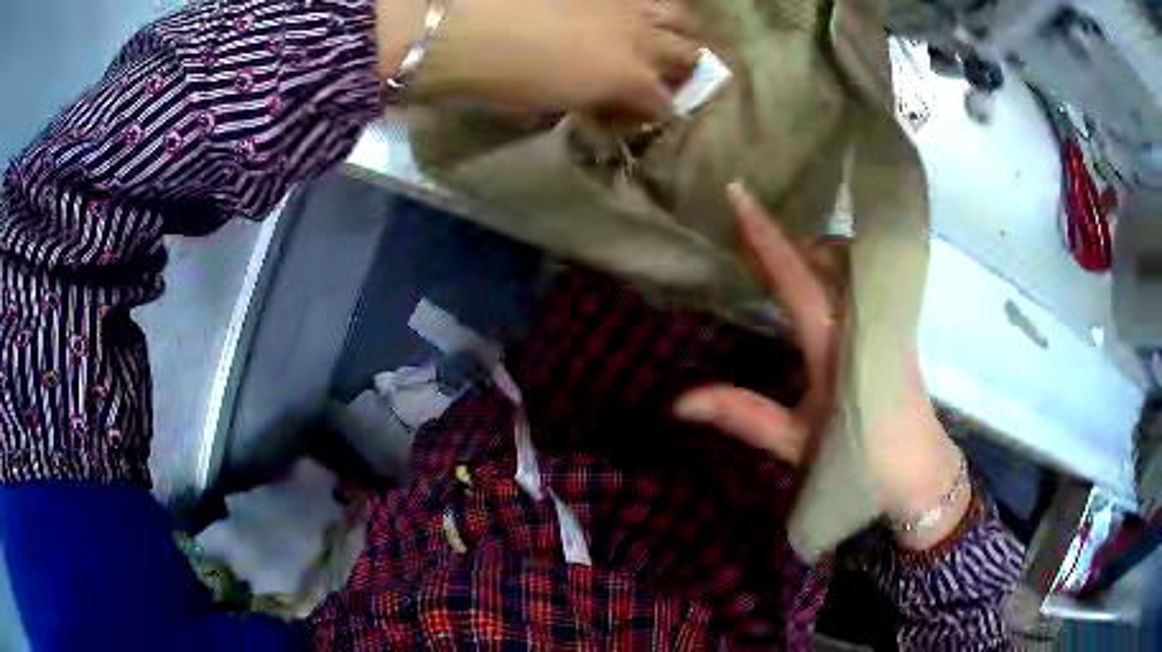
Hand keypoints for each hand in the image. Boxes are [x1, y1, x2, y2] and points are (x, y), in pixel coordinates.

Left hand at [379, 0, 699, 118]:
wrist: (467, 27)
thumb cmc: (503, 79)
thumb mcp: (547, 107)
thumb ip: (581, 106)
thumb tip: (591, 108)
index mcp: (629, 78)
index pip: (664, 104)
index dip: (654, 113)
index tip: (633, 116)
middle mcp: (641, 37)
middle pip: (689, 54)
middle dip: (682, 69)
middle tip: (661, 75)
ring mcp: (625, 3)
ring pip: (679, 14)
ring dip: (677, 29)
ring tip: (658, 36)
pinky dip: (644, 6)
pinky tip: (628, 13)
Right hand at [674, 183, 968, 549]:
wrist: (918, 470)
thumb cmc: (856, 457)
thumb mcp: (795, 441)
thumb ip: (742, 415)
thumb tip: (678, 402)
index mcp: (832, 344)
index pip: (795, 276)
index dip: (765, 234)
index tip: (738, 192)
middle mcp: (861, 318)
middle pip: (830, 254)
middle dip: (794, 240)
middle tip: (757, 242)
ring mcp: (883, 316)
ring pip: (852, 260)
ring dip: (819, 251)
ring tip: (790, 264)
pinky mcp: (894, 323)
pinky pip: (864, 276)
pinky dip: (839, 267)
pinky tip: (824, 285)